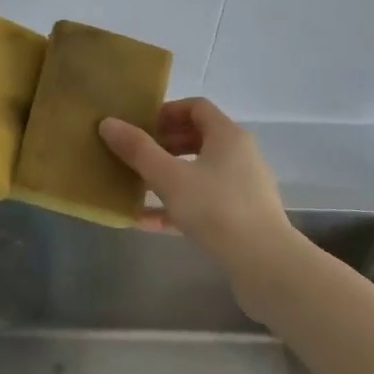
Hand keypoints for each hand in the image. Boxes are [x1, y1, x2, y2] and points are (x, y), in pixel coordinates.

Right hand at [99, 98, 295, 281]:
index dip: (166, 112)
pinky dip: (176, 206)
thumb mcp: (169, 177)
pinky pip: (203, 202)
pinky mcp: (241, 217)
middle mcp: (240, 155)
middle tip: (134, 154)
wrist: (266, 265)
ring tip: (136, 184)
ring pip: (199, 172)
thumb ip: (138, 150)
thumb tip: (108, 123)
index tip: (140, 126)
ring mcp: (242, 188)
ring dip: (168, 175)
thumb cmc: (217, 209)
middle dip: (163, 144)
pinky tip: (145, 221)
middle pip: (198, 138)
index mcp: (228, 135)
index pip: (196, 107)